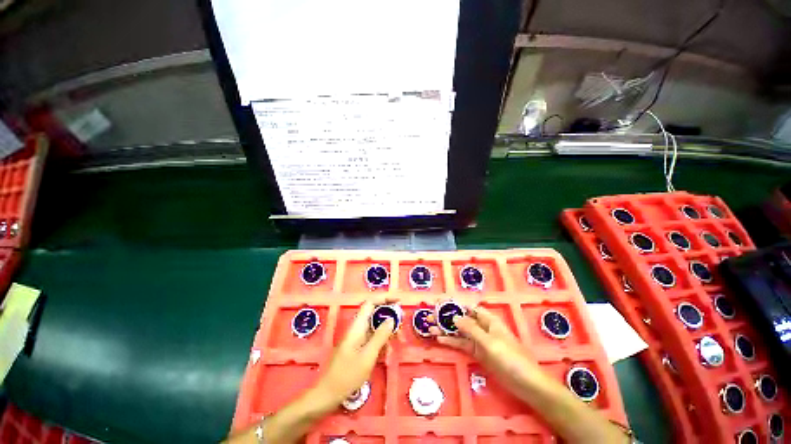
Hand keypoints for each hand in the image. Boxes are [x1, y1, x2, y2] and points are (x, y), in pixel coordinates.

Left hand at [314, 297, 396, 406]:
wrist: (326, 395)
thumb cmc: (347, 375)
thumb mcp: (368, 356)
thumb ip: (380, 336)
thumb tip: (391, 318)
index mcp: (357, 326)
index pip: (371, 303)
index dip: (384, 299)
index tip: (398, 301)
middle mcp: (356, 328)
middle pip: (374, 313)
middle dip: (389, 316)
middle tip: (402, 323)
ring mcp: (356, 338)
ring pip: (374, 327)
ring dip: (387, 331)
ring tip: (398, 340)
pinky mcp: (357, 348)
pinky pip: (372, 338)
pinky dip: (381, 342)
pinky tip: (387, 353)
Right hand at [430, 305, 538, 389]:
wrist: (526, 383)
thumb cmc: (510, 357)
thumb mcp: (489, 342)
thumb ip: (471, 329)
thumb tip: (454, 316)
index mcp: (487, 319)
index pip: (467, 307)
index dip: (452, 303)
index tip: (438, 302)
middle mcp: (481, 327)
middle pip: (460, 318)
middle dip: (445, 316)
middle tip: (428, 316)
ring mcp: (479, 340)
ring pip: (458, 331)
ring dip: (445, 329)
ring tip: (429, 327)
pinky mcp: (477, 353)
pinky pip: (461, 344)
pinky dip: (451, 341)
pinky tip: (440, 340)